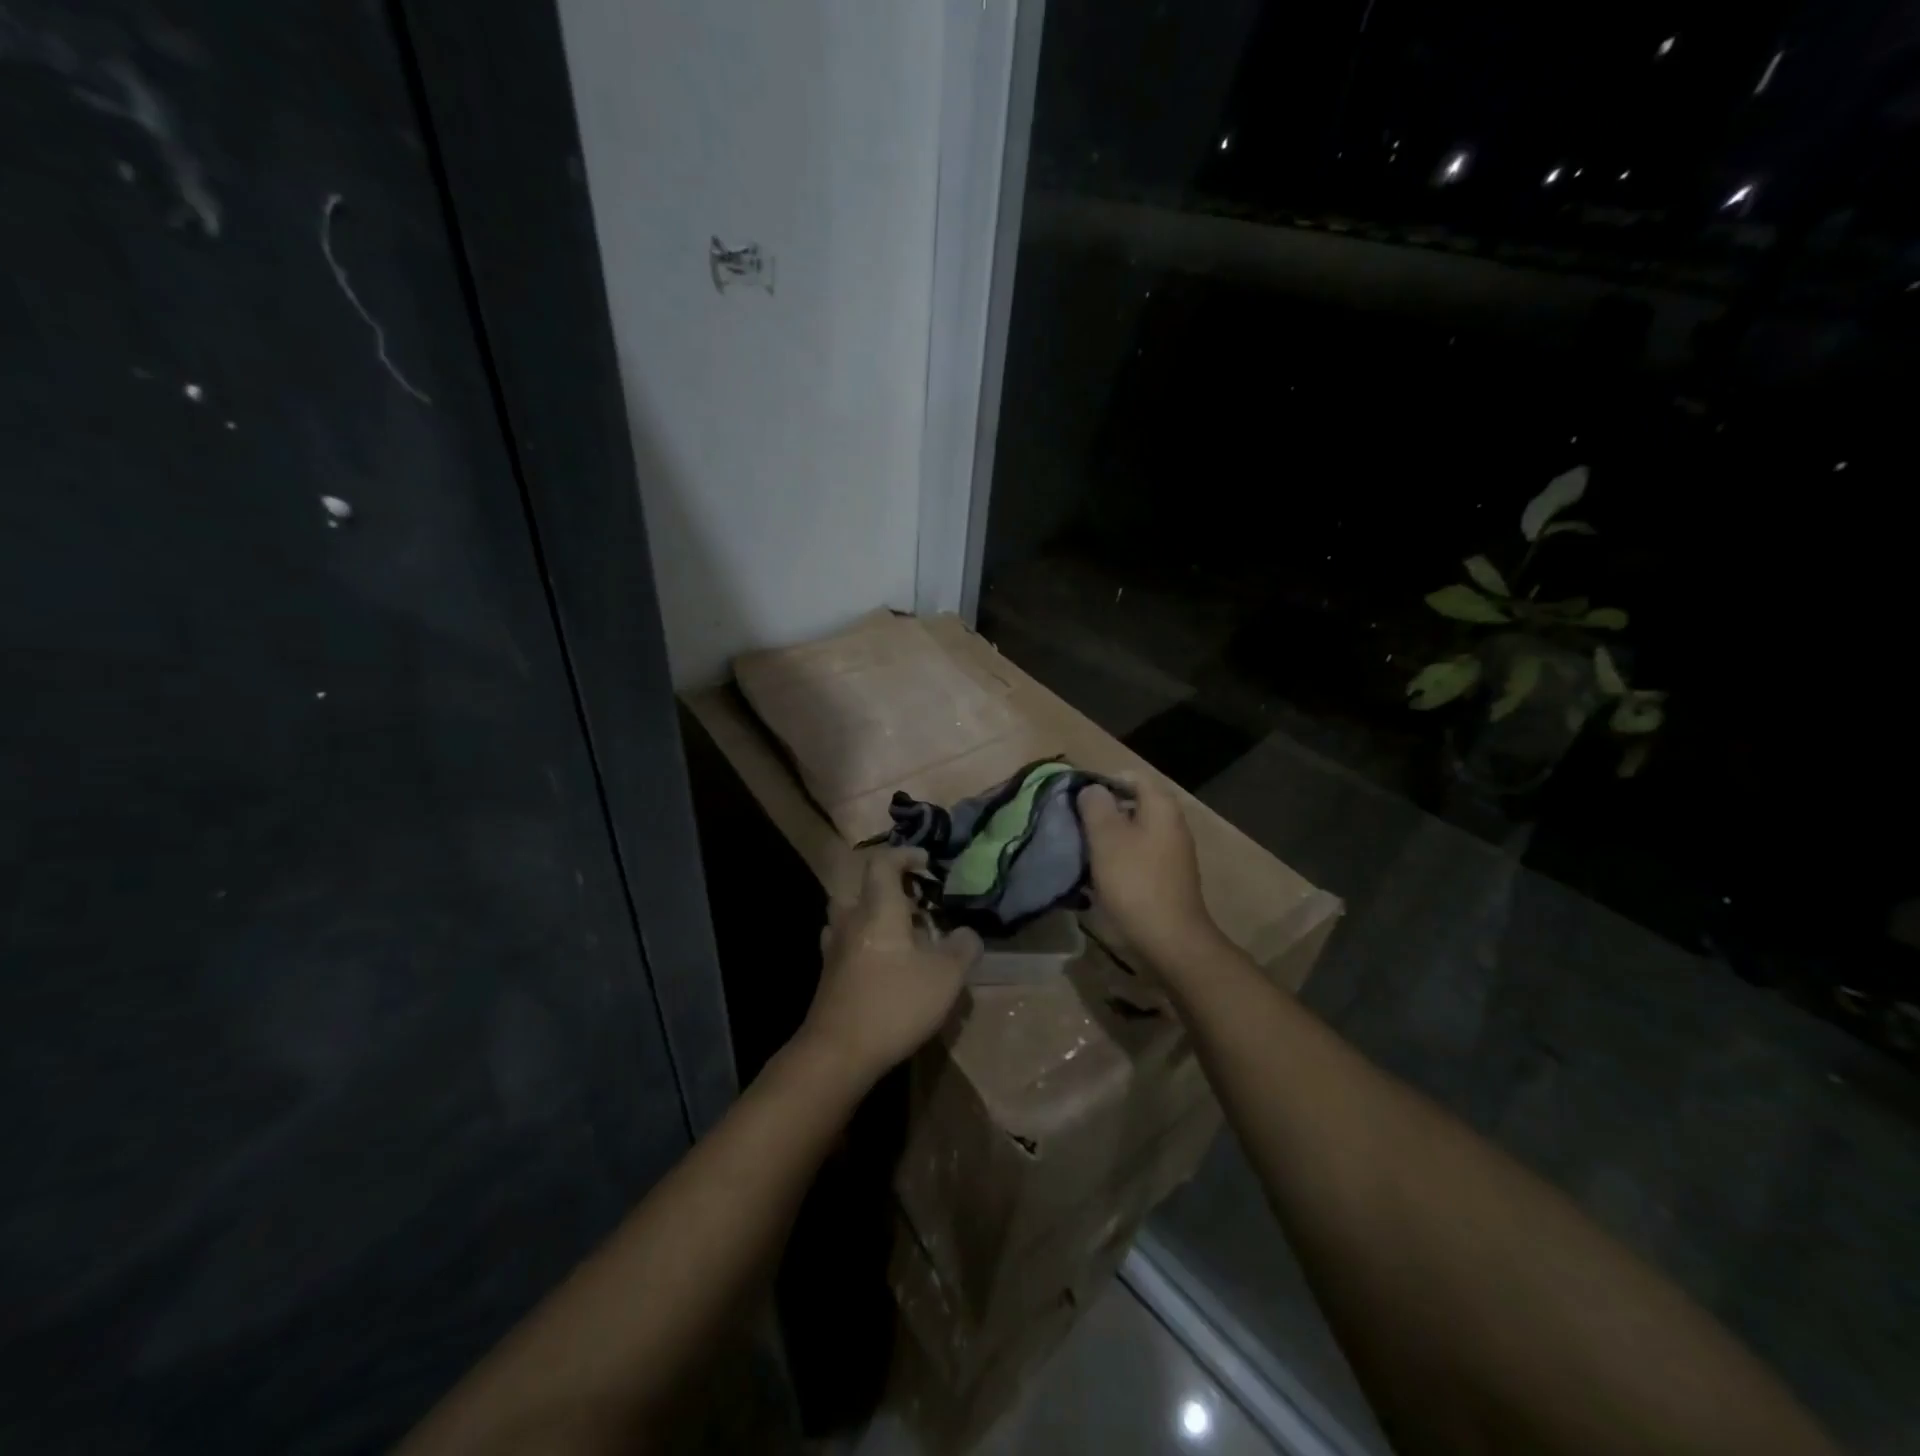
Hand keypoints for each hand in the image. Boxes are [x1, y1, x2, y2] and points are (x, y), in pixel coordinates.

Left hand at [803, 847, 981, 1084]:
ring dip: (874, 915)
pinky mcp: (829, 976)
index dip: (904, 855)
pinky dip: (864, 943)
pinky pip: (847, 943)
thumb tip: (968, 933)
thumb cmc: (894, 1003)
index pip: (883, 863)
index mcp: (878, 909)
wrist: (837, 1053)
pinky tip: (883, 964)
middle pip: (862, 888)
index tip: (926, 862)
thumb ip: (963, 948)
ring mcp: (834, 949)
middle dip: (889, 888)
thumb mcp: (945, 976)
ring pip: (851, 916)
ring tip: (901, 933)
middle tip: (916, 903)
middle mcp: (851, 920)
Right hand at [1078, 774, 1220, 969]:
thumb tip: (1092, 789)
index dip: (1101, 783)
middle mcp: (1172, 823)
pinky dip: (1119, 859)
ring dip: (1108, 838)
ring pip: (1133, 832)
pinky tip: (1100, 876)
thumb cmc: (1135, 881)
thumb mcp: (1106, 838)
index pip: (1130, 777)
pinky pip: (1139, 855)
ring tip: (1082, 851)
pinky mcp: (1167, 876)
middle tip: (1075, 826)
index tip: (1076, 801)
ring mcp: (1172, 852)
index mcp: (1161, 807)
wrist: (1170, 939)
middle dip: (1102, 812)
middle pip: (1132, 804)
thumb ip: (1095, 806)